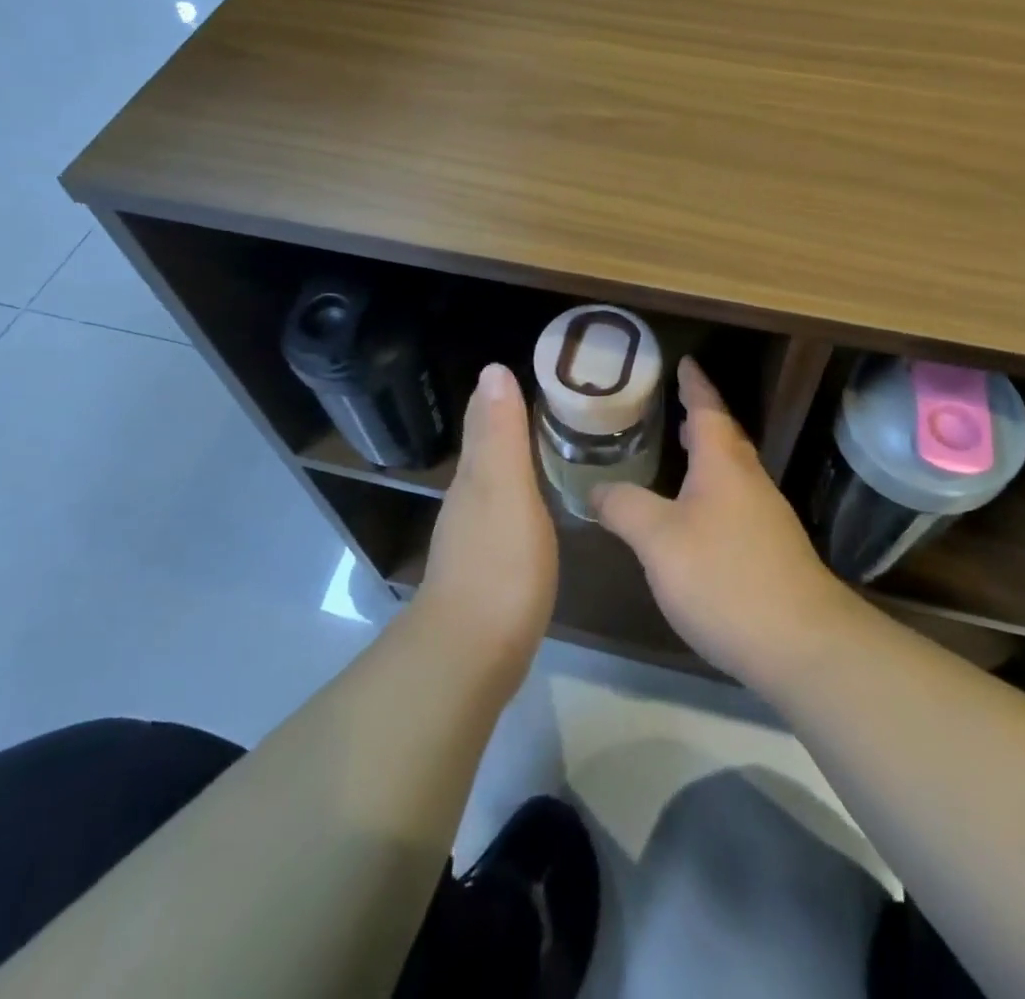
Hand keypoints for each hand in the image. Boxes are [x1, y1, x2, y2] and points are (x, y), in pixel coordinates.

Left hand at [412, 363, 556, 683]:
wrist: (470, 655)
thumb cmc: (499, 564)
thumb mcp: (505, 488)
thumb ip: (500, 433)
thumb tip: (492, 369)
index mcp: (474, 477)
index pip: (486, 421)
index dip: (505, 398)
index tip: (540, 377)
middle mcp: (467, 502)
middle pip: (489, 452)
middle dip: (512, 427)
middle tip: (557, 410)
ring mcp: (473, 539)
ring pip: (494, 485)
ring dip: (516, 465)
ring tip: (553, 451)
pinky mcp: (488, 572)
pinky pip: (505, 518)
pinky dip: (520, 502)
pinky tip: (538, 512)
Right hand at [592, 358, 854, 685]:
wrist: (802, 644)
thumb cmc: (725, 577)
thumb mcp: (659, 541)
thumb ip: (625, 508)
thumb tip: (596, 489)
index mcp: (723, 465)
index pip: (708, 410)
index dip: (695, 385)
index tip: (685, 362)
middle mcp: (750, 482)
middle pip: (725, 438)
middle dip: (702, 419)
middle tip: (676, 406)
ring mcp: (766, 518)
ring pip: (733, 472)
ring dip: (709, 456)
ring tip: (681, 455)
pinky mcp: (772, 551)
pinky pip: (736, 502)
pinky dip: (713, 492)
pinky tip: (697, 518)